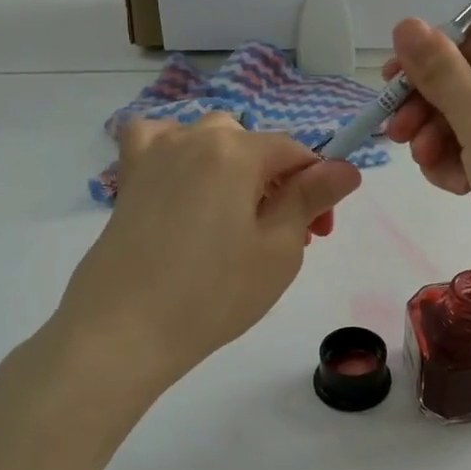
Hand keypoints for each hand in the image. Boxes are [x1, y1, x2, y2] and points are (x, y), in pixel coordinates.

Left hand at [54, 114, 360, 395]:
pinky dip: (176, 152)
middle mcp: (193, 138)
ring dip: (234, 167)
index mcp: (236, 151)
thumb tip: (346, 168)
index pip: (295, 152)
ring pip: (210, 140)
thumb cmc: (213, 294)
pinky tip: (182, 183)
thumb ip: (311, 199)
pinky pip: (157, 142)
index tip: (319, 233)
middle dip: (278, 182)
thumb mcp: (279, 249)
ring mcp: (154, 154)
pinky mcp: (128, 178)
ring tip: (234, 216)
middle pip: (254, 145)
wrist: (124, 331)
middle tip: (280, 235)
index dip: (318, 188)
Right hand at [383, 19, 470, 309]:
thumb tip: (405, 24)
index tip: (389, 84)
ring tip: (429, 166)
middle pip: (468, 82)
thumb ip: (441, 73)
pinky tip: (455, 187)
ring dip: (439, 140)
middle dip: (429, 108)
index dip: (429, 58)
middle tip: (395, 134)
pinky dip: (460, 164)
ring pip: (468, 120)